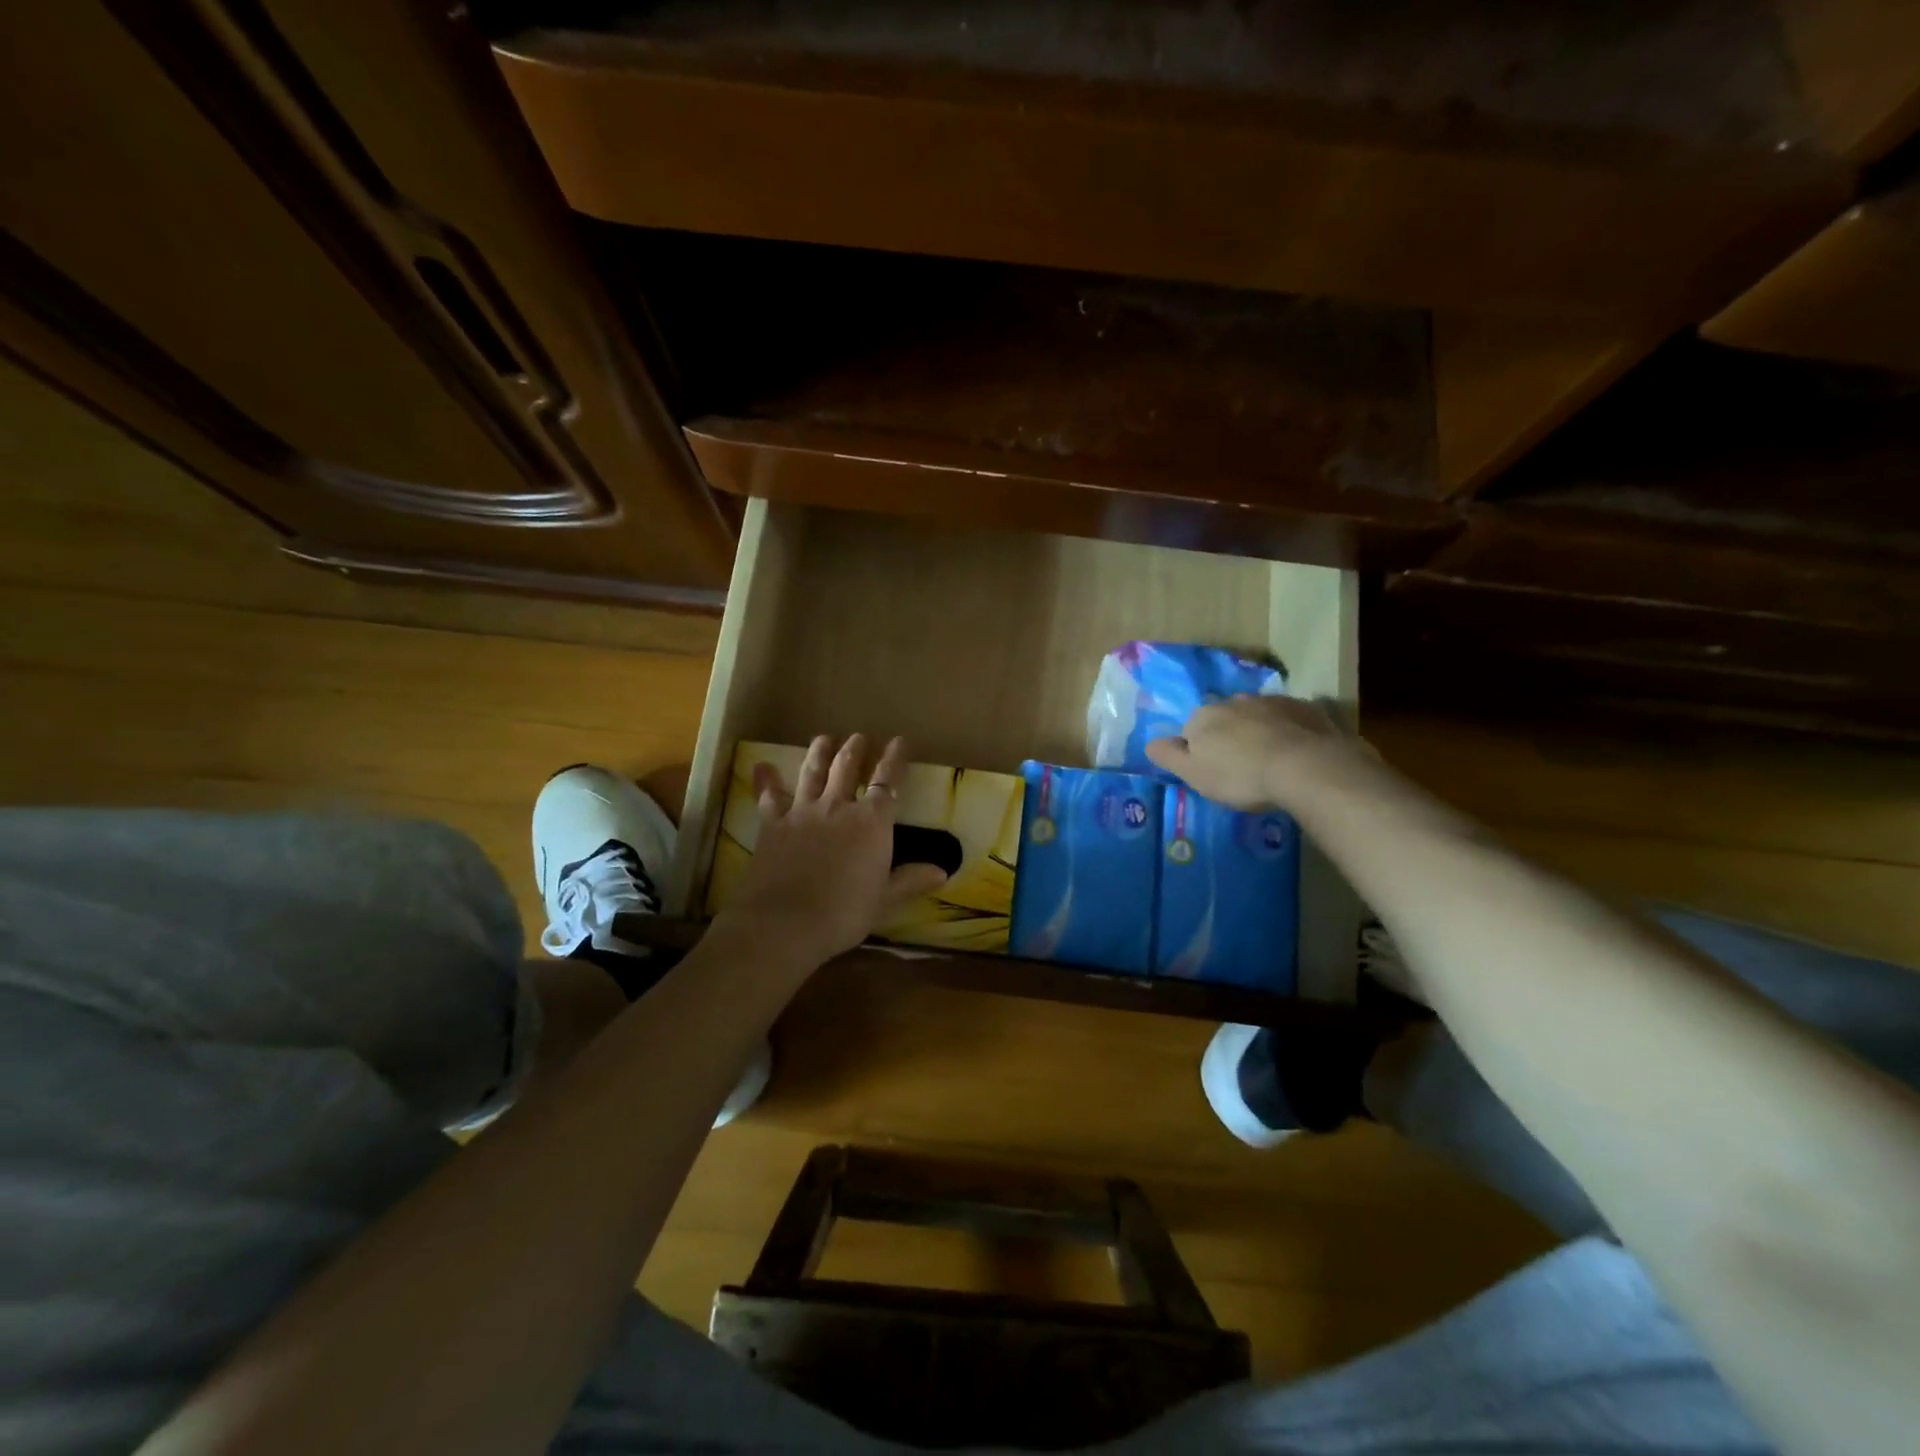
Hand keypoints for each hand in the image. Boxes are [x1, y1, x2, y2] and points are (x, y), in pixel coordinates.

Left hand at [718, 734, 948, 966]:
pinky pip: (769, 797)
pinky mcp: (772, 824)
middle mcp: (838, 807)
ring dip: (819, 752)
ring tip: (824, 738)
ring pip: (812, 772)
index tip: (899, 741)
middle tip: (859, 737)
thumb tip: (942, 872)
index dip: (894, 759)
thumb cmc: (844, 913)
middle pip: (847, 767)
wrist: (786, 922)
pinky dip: (766, 780)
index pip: (887, 782)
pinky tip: (761, 766)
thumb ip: (910, 881)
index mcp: (871, 823)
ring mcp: (802, 812)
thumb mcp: (884, 900)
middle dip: (855, 748)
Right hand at [1144, 695, 1363, 811]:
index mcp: (1204, 716)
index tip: (1211, 771)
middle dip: (1230, 736)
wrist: (1305, 767)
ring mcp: (1273, 702)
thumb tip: (1149, 742)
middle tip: (1241, 766)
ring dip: (1259, 732)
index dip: (1199, 750)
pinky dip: (1289, 731)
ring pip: (1258, 716)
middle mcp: (1235, 701)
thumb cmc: (1240, 775)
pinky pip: (1290, 719)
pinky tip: (1296, 753)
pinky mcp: (1306, 708)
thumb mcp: (1193, 773)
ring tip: (1271, 760)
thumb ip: (1168, 756)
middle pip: (1225, 719)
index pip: (1191, 729)